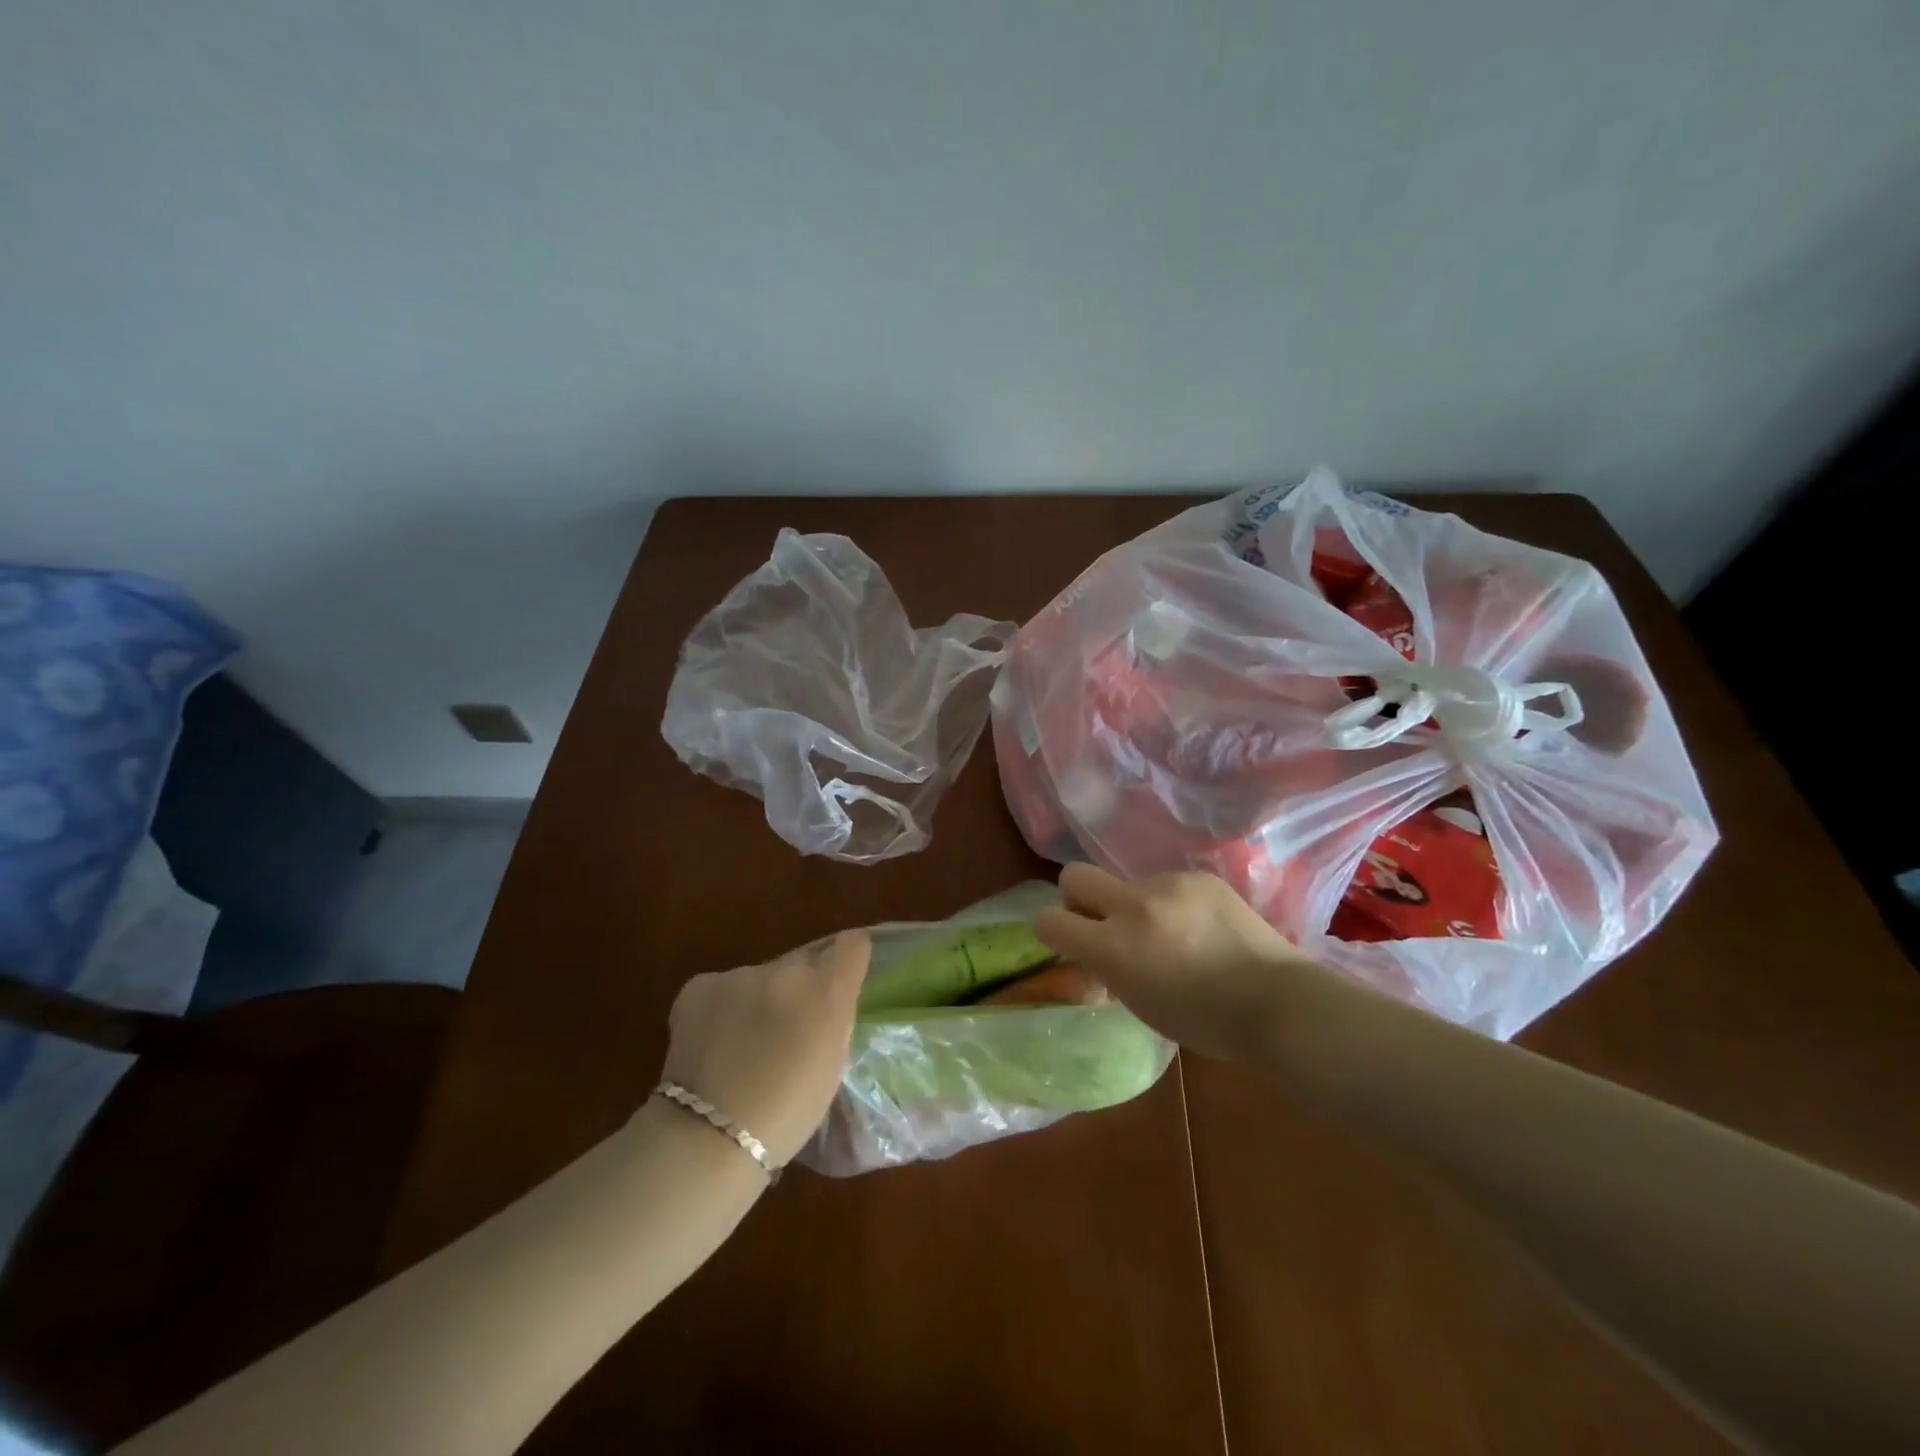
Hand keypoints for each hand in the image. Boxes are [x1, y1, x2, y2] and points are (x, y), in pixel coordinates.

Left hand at [659, 931, 870, 1166]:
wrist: (709, 1137)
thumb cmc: (787, 1114)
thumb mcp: (832, 1064)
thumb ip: (834, 1019)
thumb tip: (827, 1002)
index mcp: (827, 992)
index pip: (852, 945)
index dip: (848, 958)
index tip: (842, 978)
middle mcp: (787, 972)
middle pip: (802, 963)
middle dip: (799, 988)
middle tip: (786, 1029)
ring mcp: (741, 975)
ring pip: (760, 978)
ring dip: (759, 1000)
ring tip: (742, 1045)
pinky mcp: (701, 985)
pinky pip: (722, 987)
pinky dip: (721, 1008)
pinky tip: (713, 1043)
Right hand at [1035, 865, 1327, 1063]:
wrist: (1278, 1004)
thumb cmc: (1204, 1022)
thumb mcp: (1140, 1005)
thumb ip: (1107, 970)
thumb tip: (1093, 954)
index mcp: (1113, 947)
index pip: (1049, 920)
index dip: (1051, 930)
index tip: (1068, 941)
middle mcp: (1133, 906)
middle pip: (1074, 875)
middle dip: (1078, 897)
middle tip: (1104, 922)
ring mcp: (1168, 885)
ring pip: (1128, 883)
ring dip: (1137, 905)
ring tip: (1175, 935)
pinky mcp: (1199, 876)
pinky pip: (1168, 883)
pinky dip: (1173, 903)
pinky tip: (1203, 928)